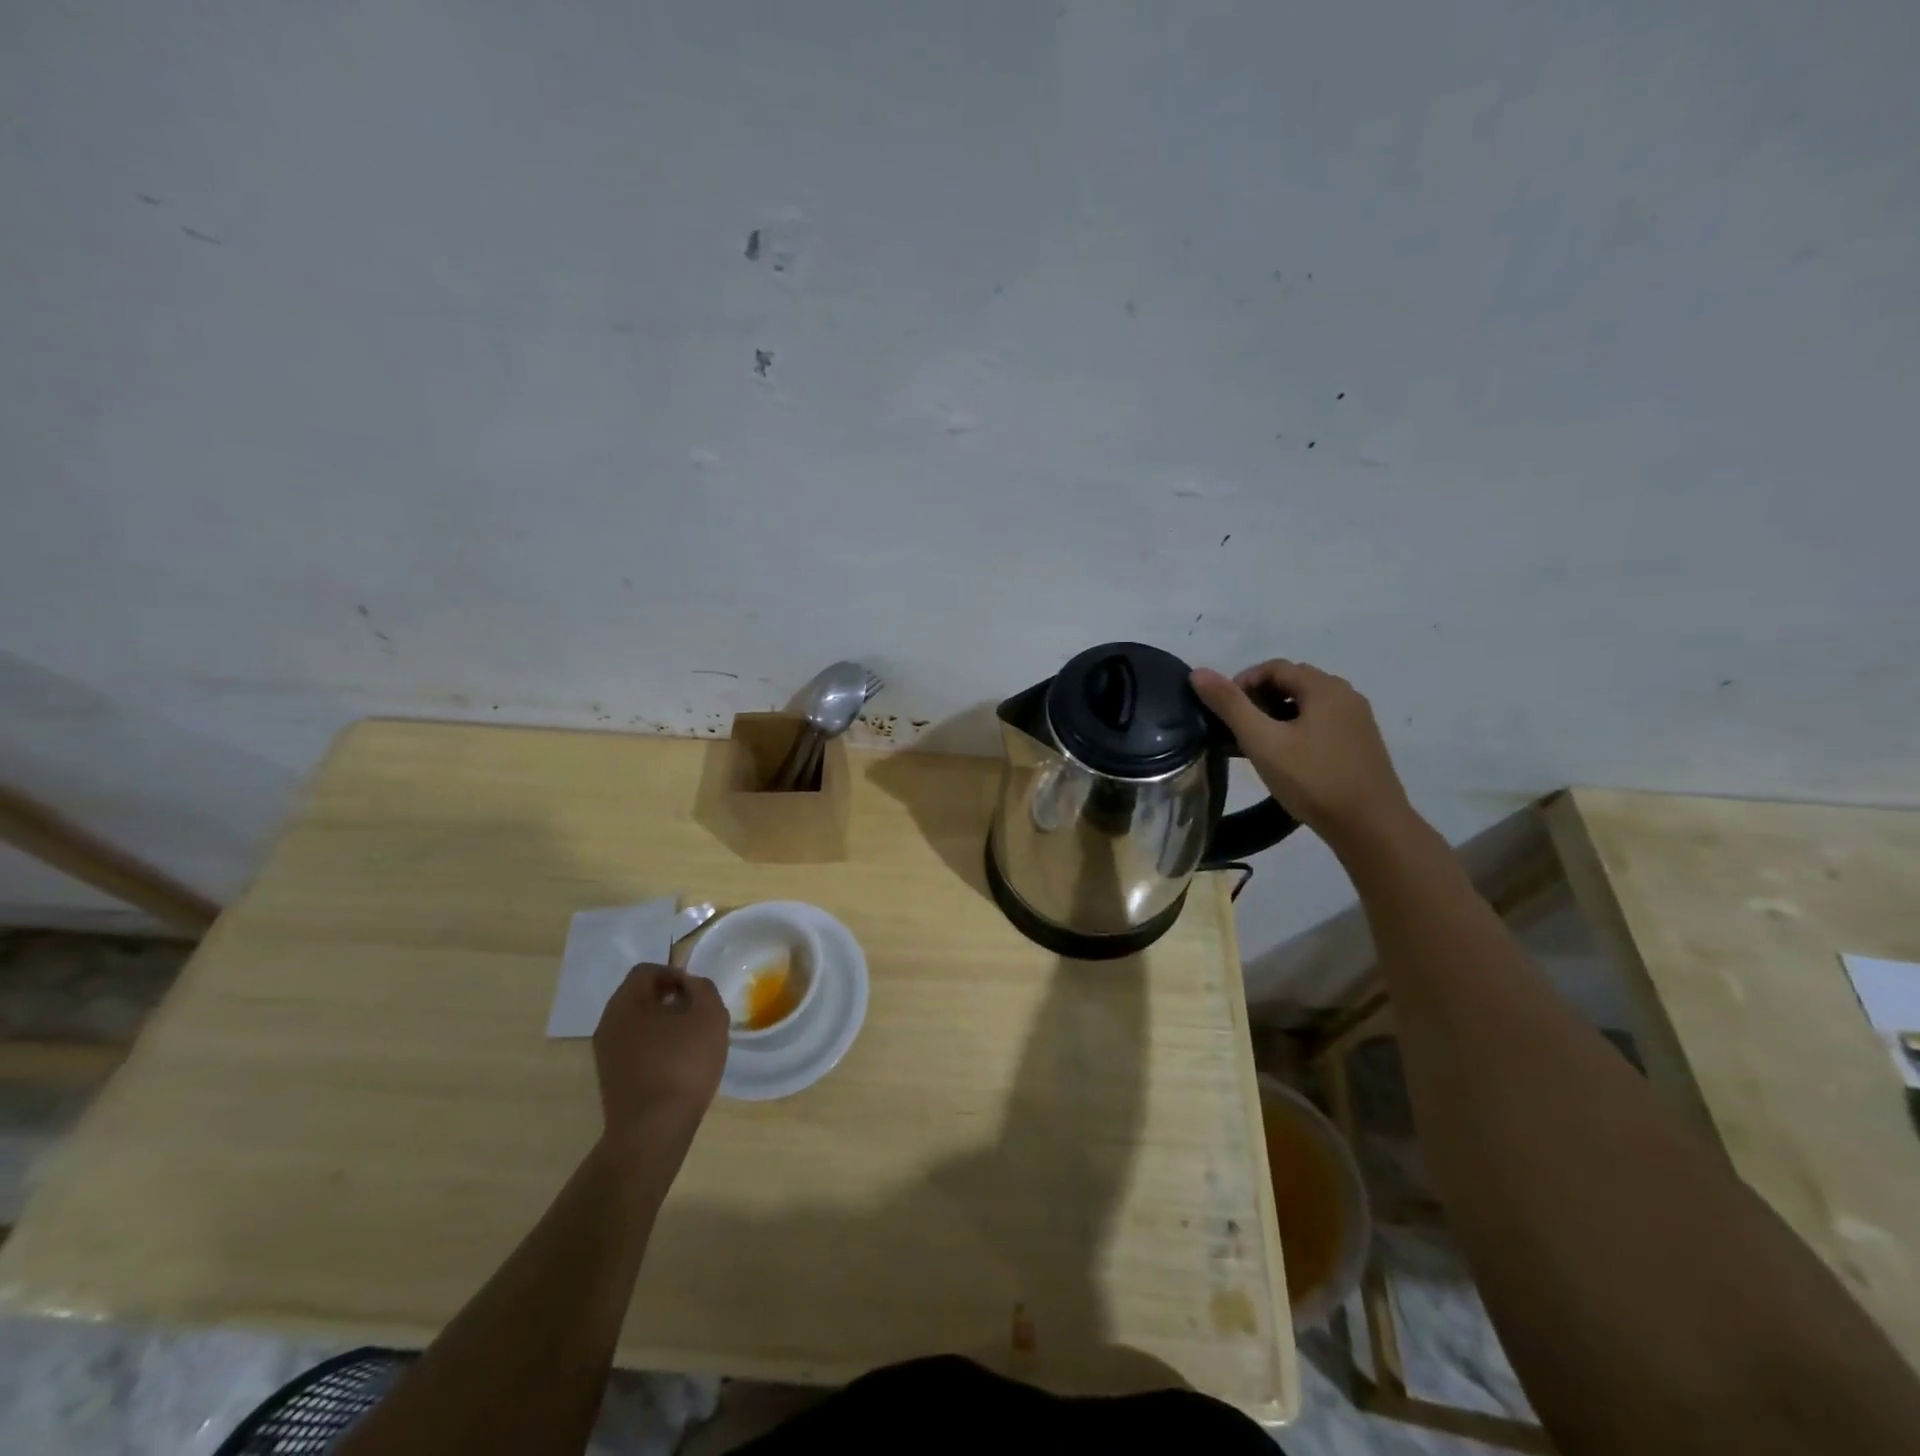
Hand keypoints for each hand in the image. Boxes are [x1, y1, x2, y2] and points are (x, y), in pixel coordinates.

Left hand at [592, 964, 727, 1151]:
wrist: (652, 1132)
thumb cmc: (682, 1064)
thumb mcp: (709, 1015)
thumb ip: (702, 988)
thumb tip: (689, 985)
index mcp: (626, 1002)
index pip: (647, 970)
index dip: (675, 973)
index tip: (697, 993)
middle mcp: (608, 1023)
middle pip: (639, 996)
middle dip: (670, 999)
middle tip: (697, 1014)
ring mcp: (605, 1053)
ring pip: (637, 1024)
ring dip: (663, 1024)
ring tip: (691, 1041)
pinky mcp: (611, 1079)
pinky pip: (635, 1048)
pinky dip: (655, 1047)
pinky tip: (677, 1066)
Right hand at [1191, 660, 1412, 844]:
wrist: (1371, 827)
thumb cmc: (1313, 780)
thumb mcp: (1262, 742)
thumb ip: (1230, 705)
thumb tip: (1198, 672)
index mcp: (1324, 688)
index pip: (1274, 667)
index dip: (1242, 683)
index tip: (1222, 712)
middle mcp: (1346, 695)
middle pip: (1293, 682)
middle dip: (1259, 698)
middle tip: (1236, 728)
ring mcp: (1357, 720)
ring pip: (1308, 704)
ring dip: (1277, 714)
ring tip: (1257, 744)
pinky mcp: (1361, 744)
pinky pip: (1322, 722)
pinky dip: (1297, 728)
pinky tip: (1286, 757)